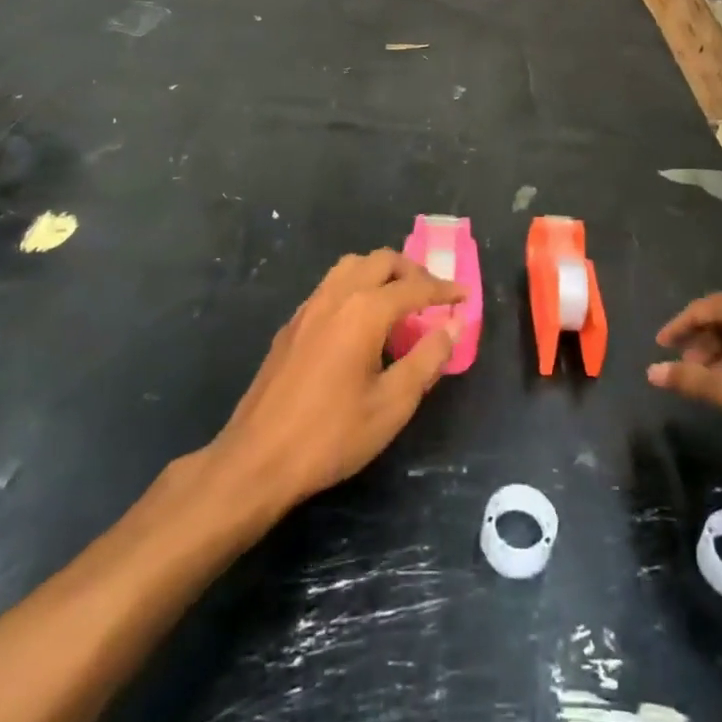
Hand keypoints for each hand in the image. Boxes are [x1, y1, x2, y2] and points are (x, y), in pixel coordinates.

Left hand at [210, 250, 464, 512]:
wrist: (257, 460)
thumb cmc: (332, 435)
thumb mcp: (392, 404)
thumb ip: (427, 359)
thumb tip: (452, 326)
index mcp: (364, 311)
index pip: (415, 287)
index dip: (444, 290)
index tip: (465, 296)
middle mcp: (336, 297)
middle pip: (381, 261)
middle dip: (413, 272)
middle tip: (432, 297)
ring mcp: (309, 308)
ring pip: (351, 266)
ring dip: (381, 273)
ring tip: (399, 302)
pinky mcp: (292, 325)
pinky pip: (331, 286)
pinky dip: (356, 287)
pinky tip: (361, 322)